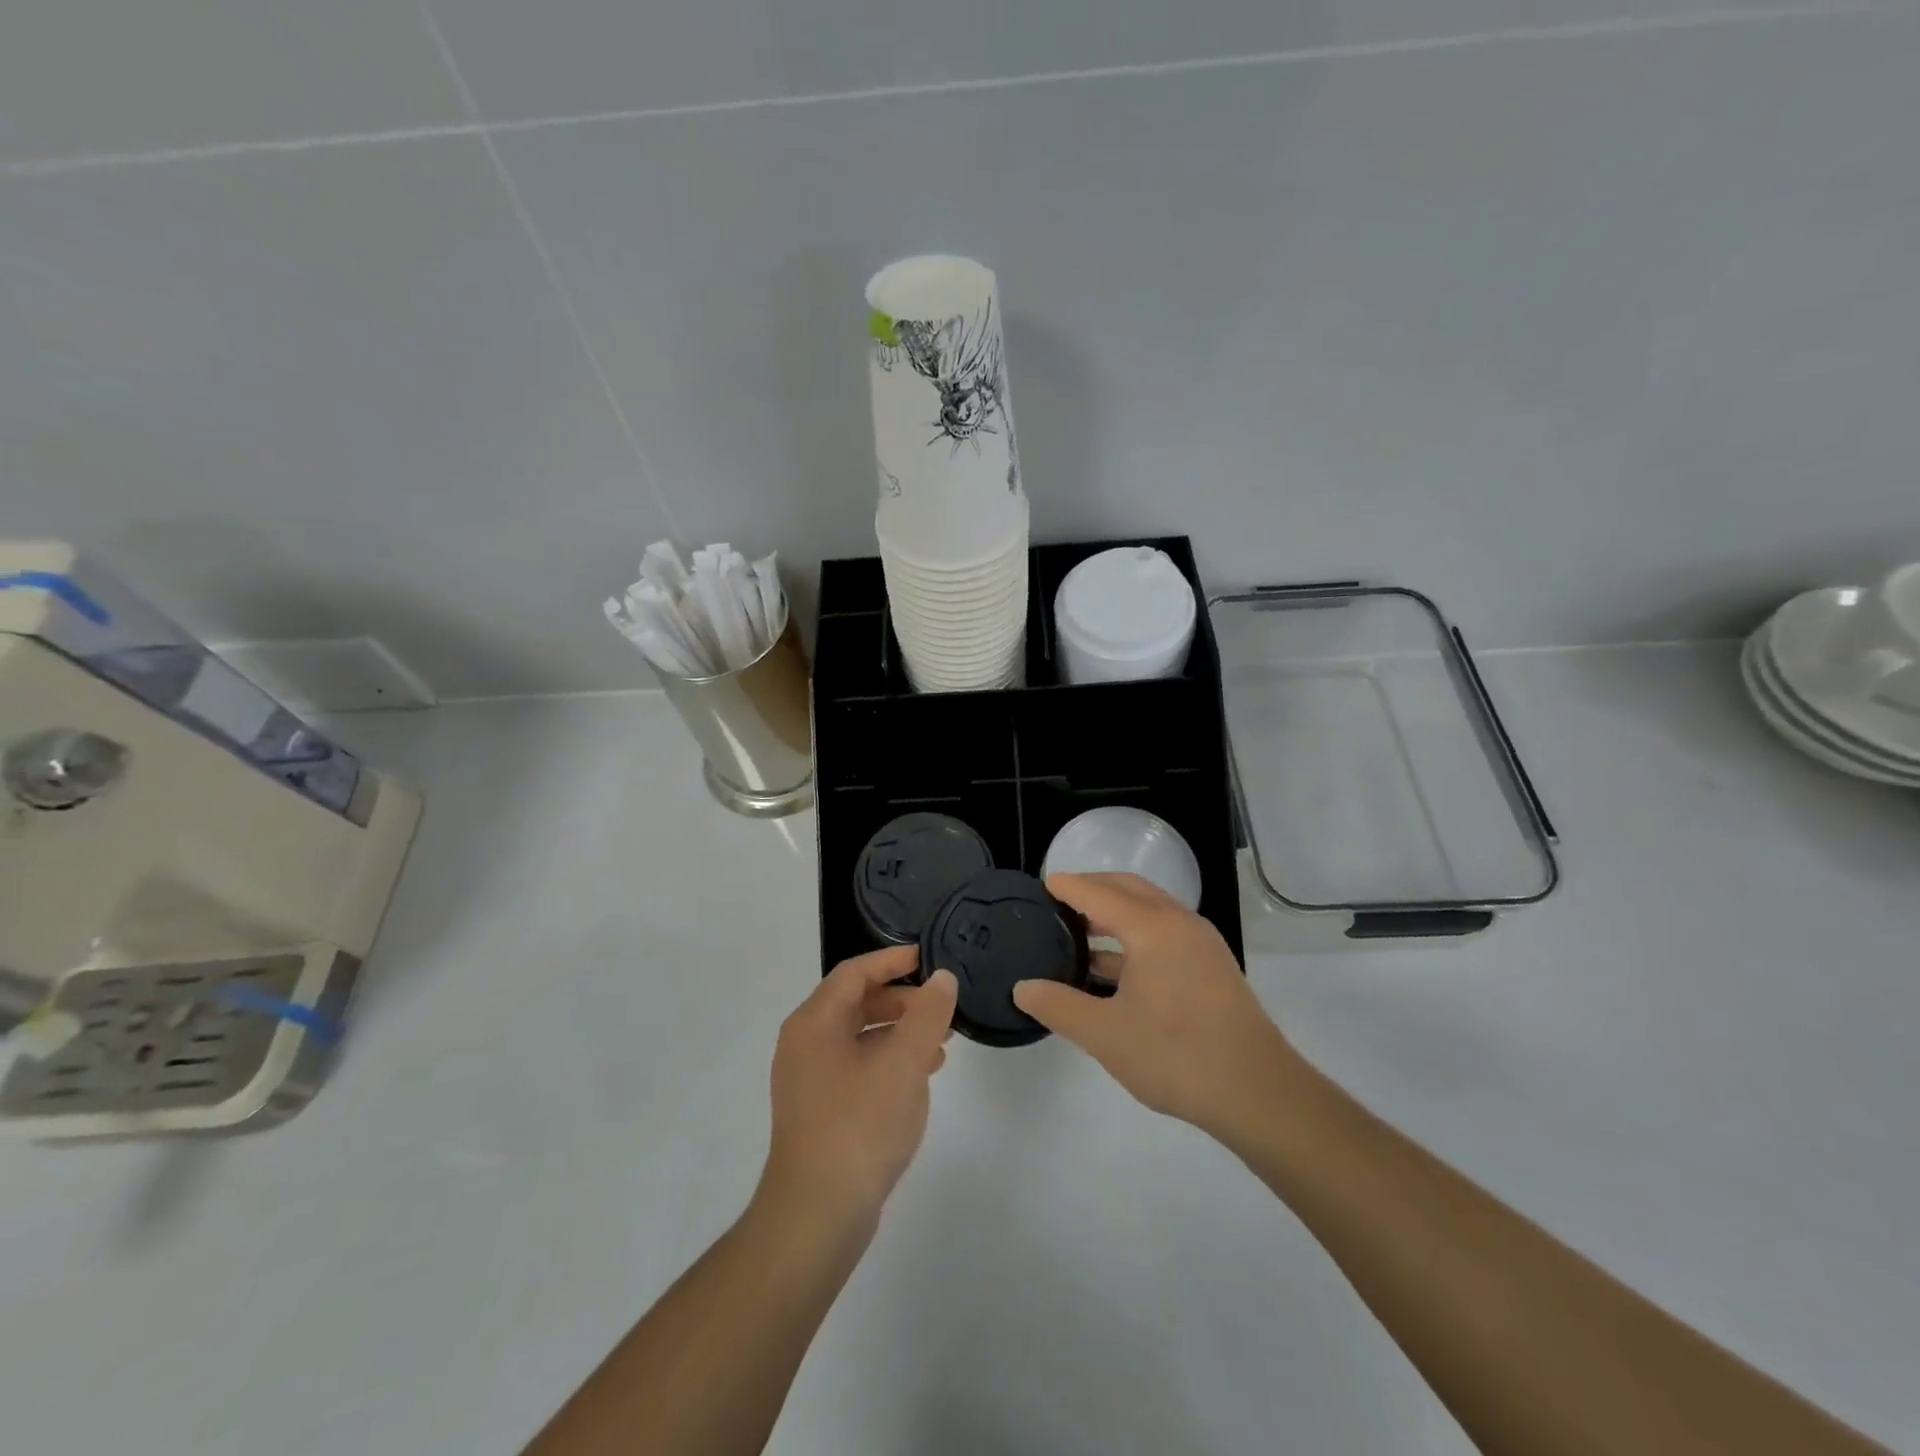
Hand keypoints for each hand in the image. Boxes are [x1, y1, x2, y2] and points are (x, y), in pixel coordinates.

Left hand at [760, 946, 956, 1229]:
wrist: (817, 1216)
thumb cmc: (859, 1126)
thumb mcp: (903, 1064)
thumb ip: (926, 1015)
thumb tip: (942, 979)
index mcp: (814, 1022)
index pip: (855, 972)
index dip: (893, 959)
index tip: (929, 957)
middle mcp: (805, 1043)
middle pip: (856, 1002)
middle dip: (902, 999)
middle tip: (941, 1007)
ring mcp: (809, 1079)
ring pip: (859, 1036)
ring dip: (900, 1032)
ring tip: (942, 1043)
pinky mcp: (820, 1109)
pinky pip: (858, 1066)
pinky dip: (889, 1061)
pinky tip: (921, 1077)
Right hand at [1013, 873, 1302, 1139]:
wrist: (1258, 1093)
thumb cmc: (1177, 1056)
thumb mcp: (1105, 1034)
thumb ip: (1059, 1006)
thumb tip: (1023, 988)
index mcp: (1152, 927)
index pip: (1099, 893)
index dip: (1068, 886)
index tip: (1042, 884)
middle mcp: (1179, 923)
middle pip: (1128, 889)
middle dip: (1092, 889)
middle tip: (1057, 902)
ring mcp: (1200, 943)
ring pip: (1149, 910)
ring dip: (1114, 913)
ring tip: (1078, 933)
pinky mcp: (1211, 966)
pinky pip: (1164, 932)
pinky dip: (1134, 935)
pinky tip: (1113, 968)